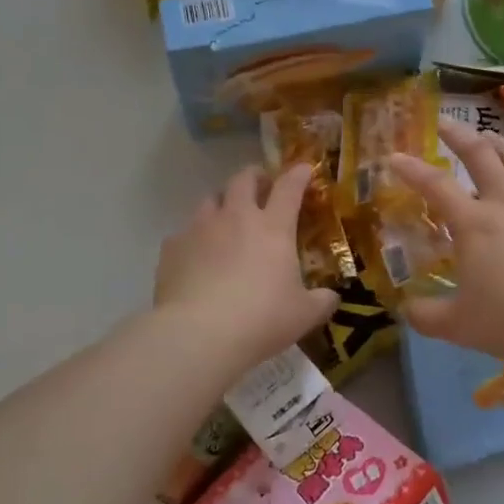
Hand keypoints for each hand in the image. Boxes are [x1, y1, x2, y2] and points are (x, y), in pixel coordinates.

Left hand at [154, 165, 339, 371]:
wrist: (199, 334)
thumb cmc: (261, 319)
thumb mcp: (303, 315)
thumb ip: (321, 302)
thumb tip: (331, 297)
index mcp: (273, 228)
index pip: (289, 188)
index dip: (298, 175)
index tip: (304, 169)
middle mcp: (236, 217)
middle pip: (244, 179)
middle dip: (255, 176)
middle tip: (261, 185)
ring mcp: (200, 229)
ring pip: (210, 199)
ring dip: (222, 202)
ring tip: (226, 217)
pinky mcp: (172, 247)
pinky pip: (185, 232)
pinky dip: (195, 237)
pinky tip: (197, 256)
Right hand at [391, 121, 503, 365]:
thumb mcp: (459, 327)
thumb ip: (426, 315)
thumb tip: (406, 310)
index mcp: (474, 224)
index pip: (435, 185)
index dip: (411, 169)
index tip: (394, 156)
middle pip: (480, 154)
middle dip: (457, 134)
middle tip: (444, 123)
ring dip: (499, 144)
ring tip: (490, 139)